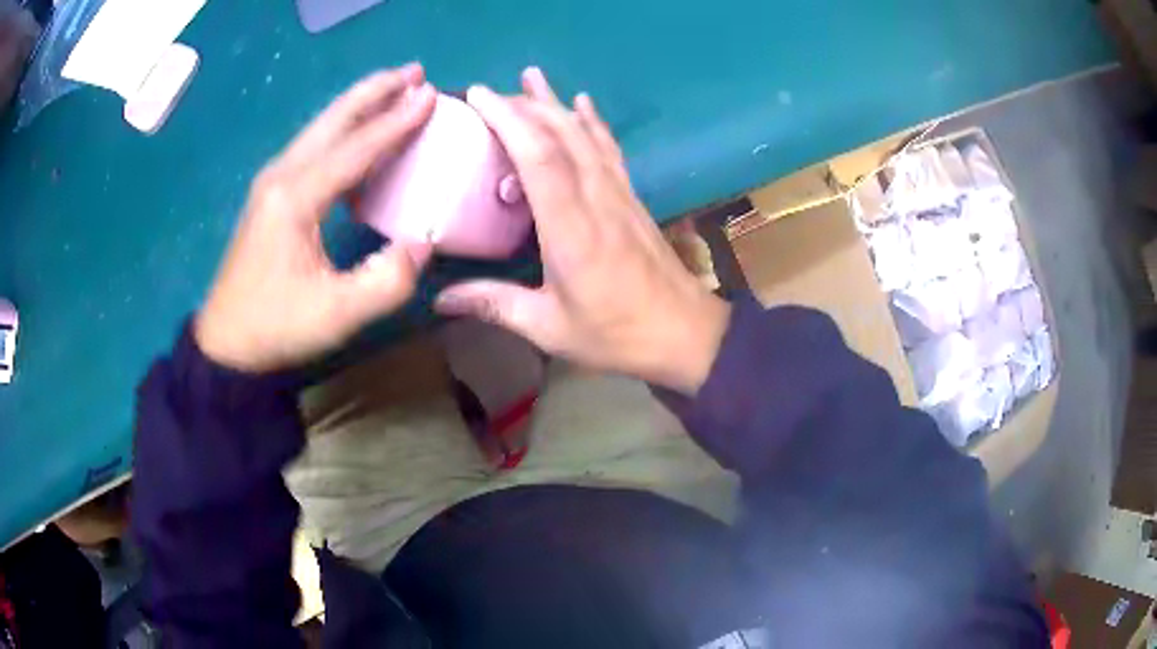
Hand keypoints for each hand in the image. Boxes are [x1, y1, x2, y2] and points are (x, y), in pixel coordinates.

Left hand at [196, 65, 437, 372]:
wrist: (224, 342)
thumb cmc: (275, 327)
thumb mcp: (336, 315)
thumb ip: (387, 280)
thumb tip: (422, 242)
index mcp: (295, 198)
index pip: (355, 148)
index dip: (396, 122)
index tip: (431, 96)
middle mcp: (282, 175)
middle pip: (334, 119)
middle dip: (376, 91)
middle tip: (416, 71)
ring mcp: (272, 181)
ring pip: (321, 127)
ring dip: (360, 103)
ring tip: (395, 86)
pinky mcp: (270, 193)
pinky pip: (314, 146)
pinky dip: (344, 128)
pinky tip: (361, 129)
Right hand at [435, 68, 730, 393]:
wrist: (684, 333)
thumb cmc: (616, 334)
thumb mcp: (549, 328)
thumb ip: (494, 305)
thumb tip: (439, 299)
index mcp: (572, 230)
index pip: (540, 158)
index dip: (509, 120)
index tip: (478, 96)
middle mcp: (597, 199)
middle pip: (562, 135)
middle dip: (524, 105)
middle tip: (488, 93)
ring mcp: (619, 194)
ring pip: (586, 135)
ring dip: (556, 103)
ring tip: (531, 77)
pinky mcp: (632, 197)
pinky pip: (609, 149)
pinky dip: (593, 122)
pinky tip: (584, 103)